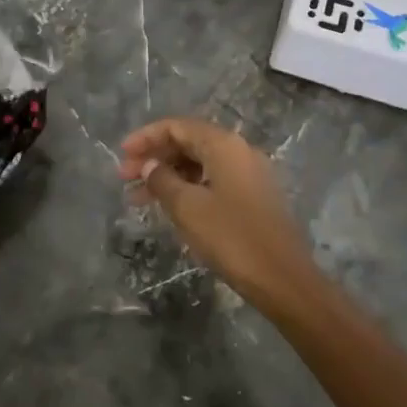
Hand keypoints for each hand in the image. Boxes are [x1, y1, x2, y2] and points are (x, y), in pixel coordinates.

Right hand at [118, 117, 316, 306]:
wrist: (284, 280)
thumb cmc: (232, 238)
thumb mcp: (188, 208)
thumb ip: (162, 180)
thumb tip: (149, 165)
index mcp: (224, 145)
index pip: (177, 127)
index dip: (146, 138)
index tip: (121, 155)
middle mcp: (239, 151)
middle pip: (188, 143)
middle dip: (154, 158)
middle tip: (125, 179)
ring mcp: (249, 174)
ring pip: (199, 164)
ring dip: (168, 176)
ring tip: (138, 199)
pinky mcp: (254, 197)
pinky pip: (213, 181)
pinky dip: (188, 189)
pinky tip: (170, 208)